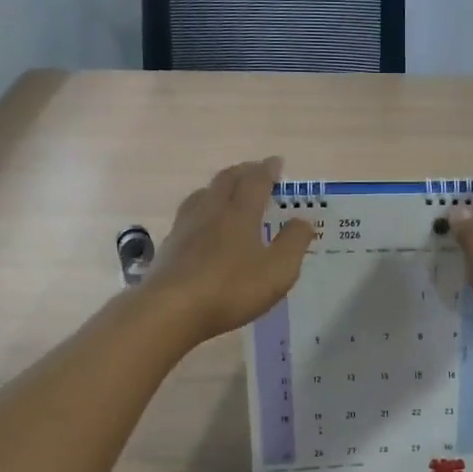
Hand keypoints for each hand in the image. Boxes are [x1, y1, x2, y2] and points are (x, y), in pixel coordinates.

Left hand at [146, 157, 314, 342]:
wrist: (171, 309)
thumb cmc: (232, 288)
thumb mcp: (278, 270)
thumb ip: (294, 243)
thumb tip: (303, 221)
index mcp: (240, 213)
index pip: (256, 181)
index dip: (268, 170)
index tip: (276, 162)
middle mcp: (211, 211)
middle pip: (226, 180)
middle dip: (242, 172)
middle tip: (254, 171)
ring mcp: (185, 227)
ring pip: (202, 195)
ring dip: (217, 187)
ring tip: (225, 191)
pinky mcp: (169, 246)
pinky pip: (187, 216)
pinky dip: (200, 210)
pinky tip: (200, 224)